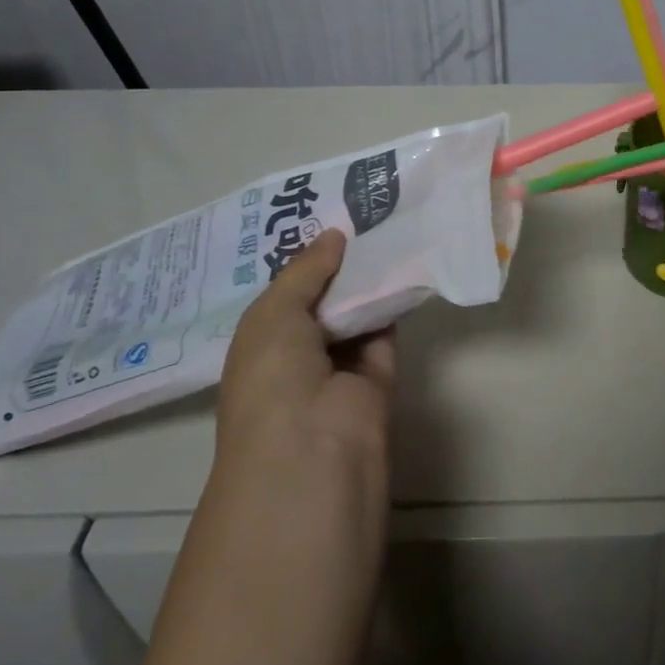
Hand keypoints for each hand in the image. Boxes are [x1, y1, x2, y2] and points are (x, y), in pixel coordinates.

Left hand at [213, 229, 394, 568]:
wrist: (314, 452)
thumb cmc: (272, 380)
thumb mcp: (272, 315)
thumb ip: (305, 271)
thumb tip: (334, 234)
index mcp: (259, 345)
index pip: (283, 295)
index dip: (302, 260)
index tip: (324, 215)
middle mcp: (297, 356)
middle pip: (322, 300)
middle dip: (338, 263)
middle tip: (362, 212)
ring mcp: (339, 370)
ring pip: (356, 314)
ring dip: (368, 279)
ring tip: (386, 224)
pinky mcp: (378, 378)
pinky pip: (385, 331)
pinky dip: (394, 302)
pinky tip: (405, 261)